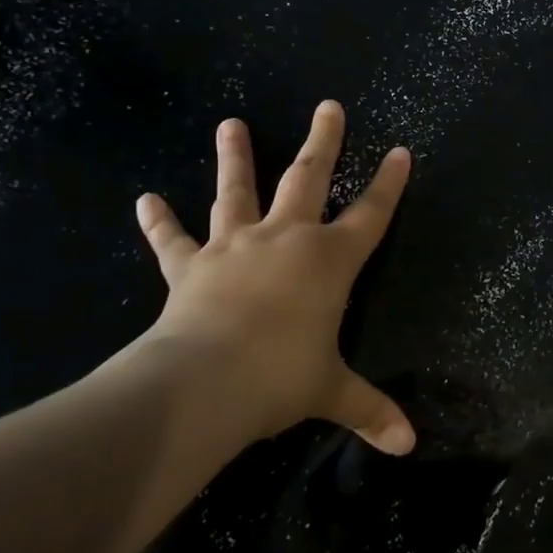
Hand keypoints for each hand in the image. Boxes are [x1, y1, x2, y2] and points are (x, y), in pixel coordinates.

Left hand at [134, 103, 416, 454]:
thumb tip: (409, 446)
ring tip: (229, 123)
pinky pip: (173, 240)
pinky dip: (159, 223)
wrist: (204, 382)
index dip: (388, 184)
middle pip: (309, 178)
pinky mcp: (191, 267)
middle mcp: (286, 239)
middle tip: (330, 106)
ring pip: (237, 191)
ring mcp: (235, 247)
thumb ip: (370, 411)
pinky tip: (144, 200)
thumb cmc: (281, 377)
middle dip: (324, 142)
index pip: (371, 214)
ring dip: (235, 157)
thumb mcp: (332, 393)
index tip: (400, 151)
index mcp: (330, 260)